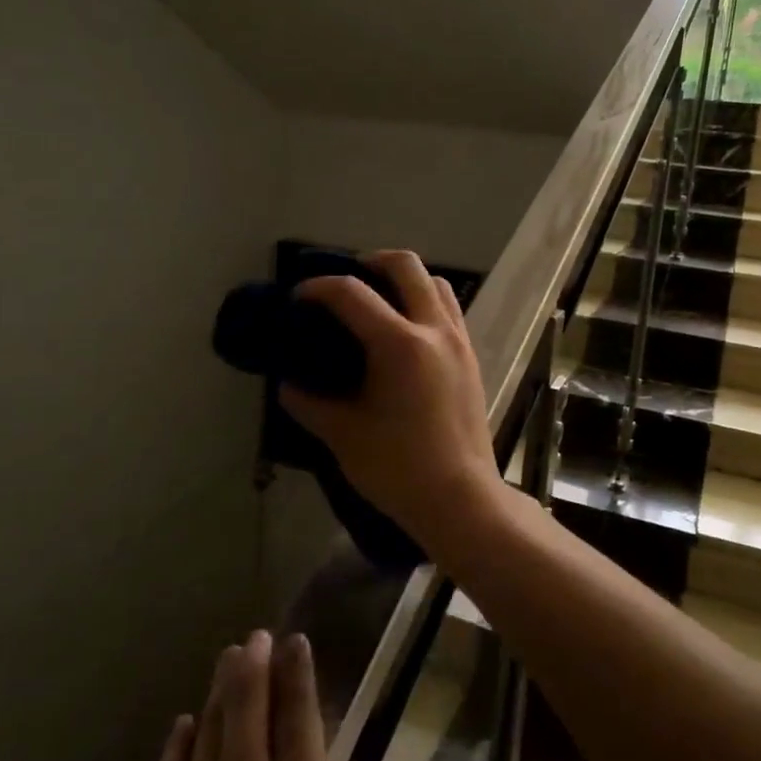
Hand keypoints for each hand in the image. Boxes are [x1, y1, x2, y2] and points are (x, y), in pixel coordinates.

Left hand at [73, 630, 404, 760]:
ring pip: (210, 722)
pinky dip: (179, 736)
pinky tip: (183, 724)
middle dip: (256, 663)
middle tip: (259, 635)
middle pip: (249, 703)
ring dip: (221, 686)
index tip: (297, 639)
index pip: (299, 713)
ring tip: (229, 657)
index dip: (298, 672)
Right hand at [278, 250, 505, 552]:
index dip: (320, 287)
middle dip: (371, 261)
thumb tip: (288, 385)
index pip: (352, 293)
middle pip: (406, 266)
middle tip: (347, 281)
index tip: (299, 297)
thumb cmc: (399, 468)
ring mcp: (459, 342)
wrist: (461, 499)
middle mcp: (434, 330)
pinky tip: (407, 332)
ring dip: (406, 280)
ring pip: (436, 283)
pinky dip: (426, 302)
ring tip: (381, 301)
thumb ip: (310, 403)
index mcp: (399, 344)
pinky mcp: (472, 358)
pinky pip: (450, 310)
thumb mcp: (343, 435)